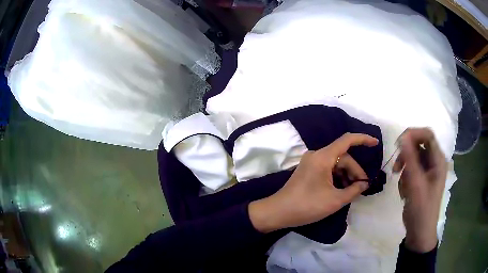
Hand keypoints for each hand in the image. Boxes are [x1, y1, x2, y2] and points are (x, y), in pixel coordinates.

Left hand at [249, 133, 378, 232]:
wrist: (278, 212)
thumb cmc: (307, 206)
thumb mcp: (335, 200)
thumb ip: (354, 190)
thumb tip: (365, 184)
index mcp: (323, 157)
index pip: (347, 140)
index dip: (363, 139)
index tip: (376, 143)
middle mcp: (317, 155)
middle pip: (343, 157)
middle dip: (355, 170)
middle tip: (362, 187)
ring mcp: (311, 162)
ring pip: (336, 164)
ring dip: (347, 175)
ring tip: (353, 190)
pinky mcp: (308, 170)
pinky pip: (328, 169)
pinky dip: (337, 177)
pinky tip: (342, 189)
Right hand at [393, 128, 446, 252]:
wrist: (419, 231)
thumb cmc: (421, 208)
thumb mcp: (415, 184)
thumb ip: (410, 159)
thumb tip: (402, 137)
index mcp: (438, 160)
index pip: (427, 135)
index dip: (413, 134)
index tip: (398, 144)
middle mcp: (434, 162)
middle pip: (419, 145)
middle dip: (406, 155)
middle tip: (396, 168)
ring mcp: (428, 170)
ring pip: (413, 157)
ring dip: (404, 168)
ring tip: (401, 183)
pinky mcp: (421, 178)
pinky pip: (411, 169)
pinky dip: (405, 177)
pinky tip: (404, 191)